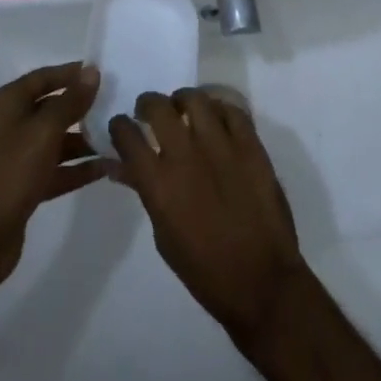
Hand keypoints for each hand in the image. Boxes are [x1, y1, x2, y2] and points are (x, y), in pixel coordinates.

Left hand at [0, 61, 108, 292]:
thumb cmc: (10, 172)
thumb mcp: (44, 131)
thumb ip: (70, 102)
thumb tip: (92, 71)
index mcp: (8, 104)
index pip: (43, 78)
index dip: (71, 73)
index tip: (103, 73)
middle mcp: (11, 125)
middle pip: (52, 108)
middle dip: (82, 107)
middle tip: (116, 104)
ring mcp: (18, 158)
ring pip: (57, 141)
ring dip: (85, 140)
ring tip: (118, 138)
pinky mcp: (25, 186)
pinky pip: (57, 169)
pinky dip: (78, 168)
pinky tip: (106, 167)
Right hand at [109, 89, 306, 345]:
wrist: (261, 281)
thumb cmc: (204, 270)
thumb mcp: (163, 235)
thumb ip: (144, 191)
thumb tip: (120, 165)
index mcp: (159, 184)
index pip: (128, 136)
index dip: (120, 126)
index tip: (122, 126)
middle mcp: (186, 156)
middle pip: (158, 107)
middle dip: (148, 104)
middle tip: (149, 111)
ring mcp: (221, 146)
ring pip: (195, 99)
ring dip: (183, 100)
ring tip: (183, 108)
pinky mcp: (250, 145)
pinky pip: (231, 109)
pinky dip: (219, 109)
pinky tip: (215, 119)